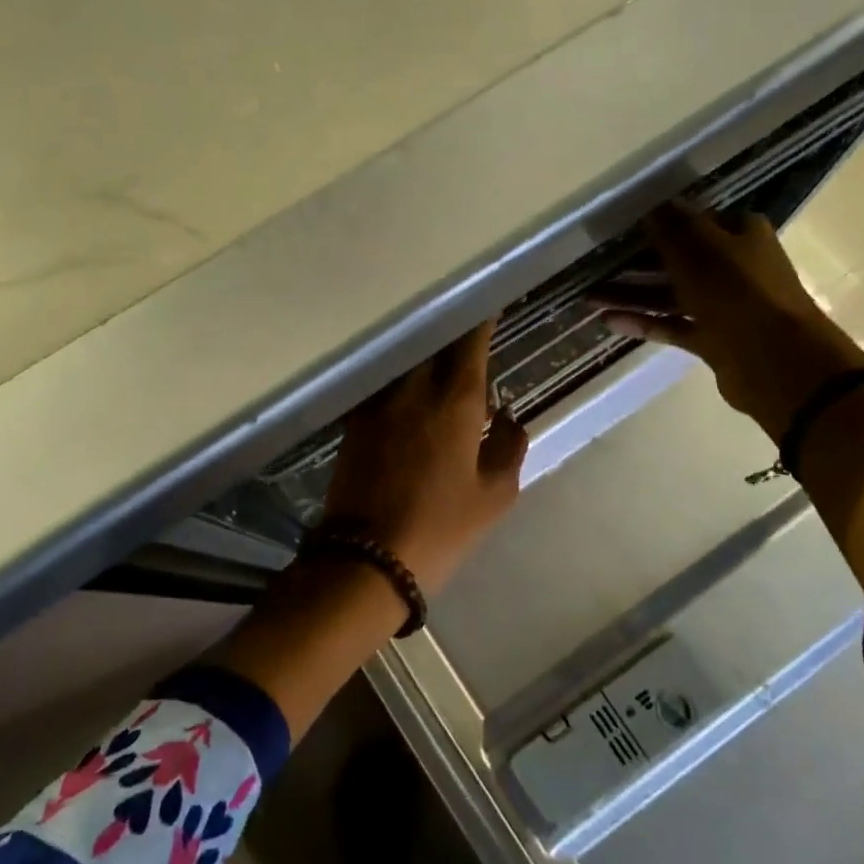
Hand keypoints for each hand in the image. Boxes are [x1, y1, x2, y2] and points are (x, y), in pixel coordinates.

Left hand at [322, 320, 528, 594]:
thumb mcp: (494, 495)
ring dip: (423, 358)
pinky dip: (399, 383)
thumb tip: (510, 418)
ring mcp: (377, 403)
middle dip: (451, 336)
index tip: (489, 305)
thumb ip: (510, 447)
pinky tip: (406, 396)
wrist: (366, 558)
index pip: (470, 343)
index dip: (481, 321)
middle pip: (433, 345)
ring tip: (437, 364)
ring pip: (405, 364)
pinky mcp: (353, 422)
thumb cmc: (441, 527)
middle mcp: (413, 389)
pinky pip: (383, 387)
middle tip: (466, 337)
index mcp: (456, 402)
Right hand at [593, 205, 863, 440]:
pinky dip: (643, 322)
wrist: (773, 359)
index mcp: (740, 234)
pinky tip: (608, 321)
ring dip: (632, 294)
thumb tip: (652, 208)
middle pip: (678, 259)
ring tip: (589, 297)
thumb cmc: (737, 290)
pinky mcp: (712, 339)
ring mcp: (723, 305)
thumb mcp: (700, 248)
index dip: (659, 223)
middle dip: (636, 262)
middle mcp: (733, 266)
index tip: (621, 229)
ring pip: (670, 294)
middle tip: (596, 265)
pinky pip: (671, 325)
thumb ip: (672, 228)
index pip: (694, 221)